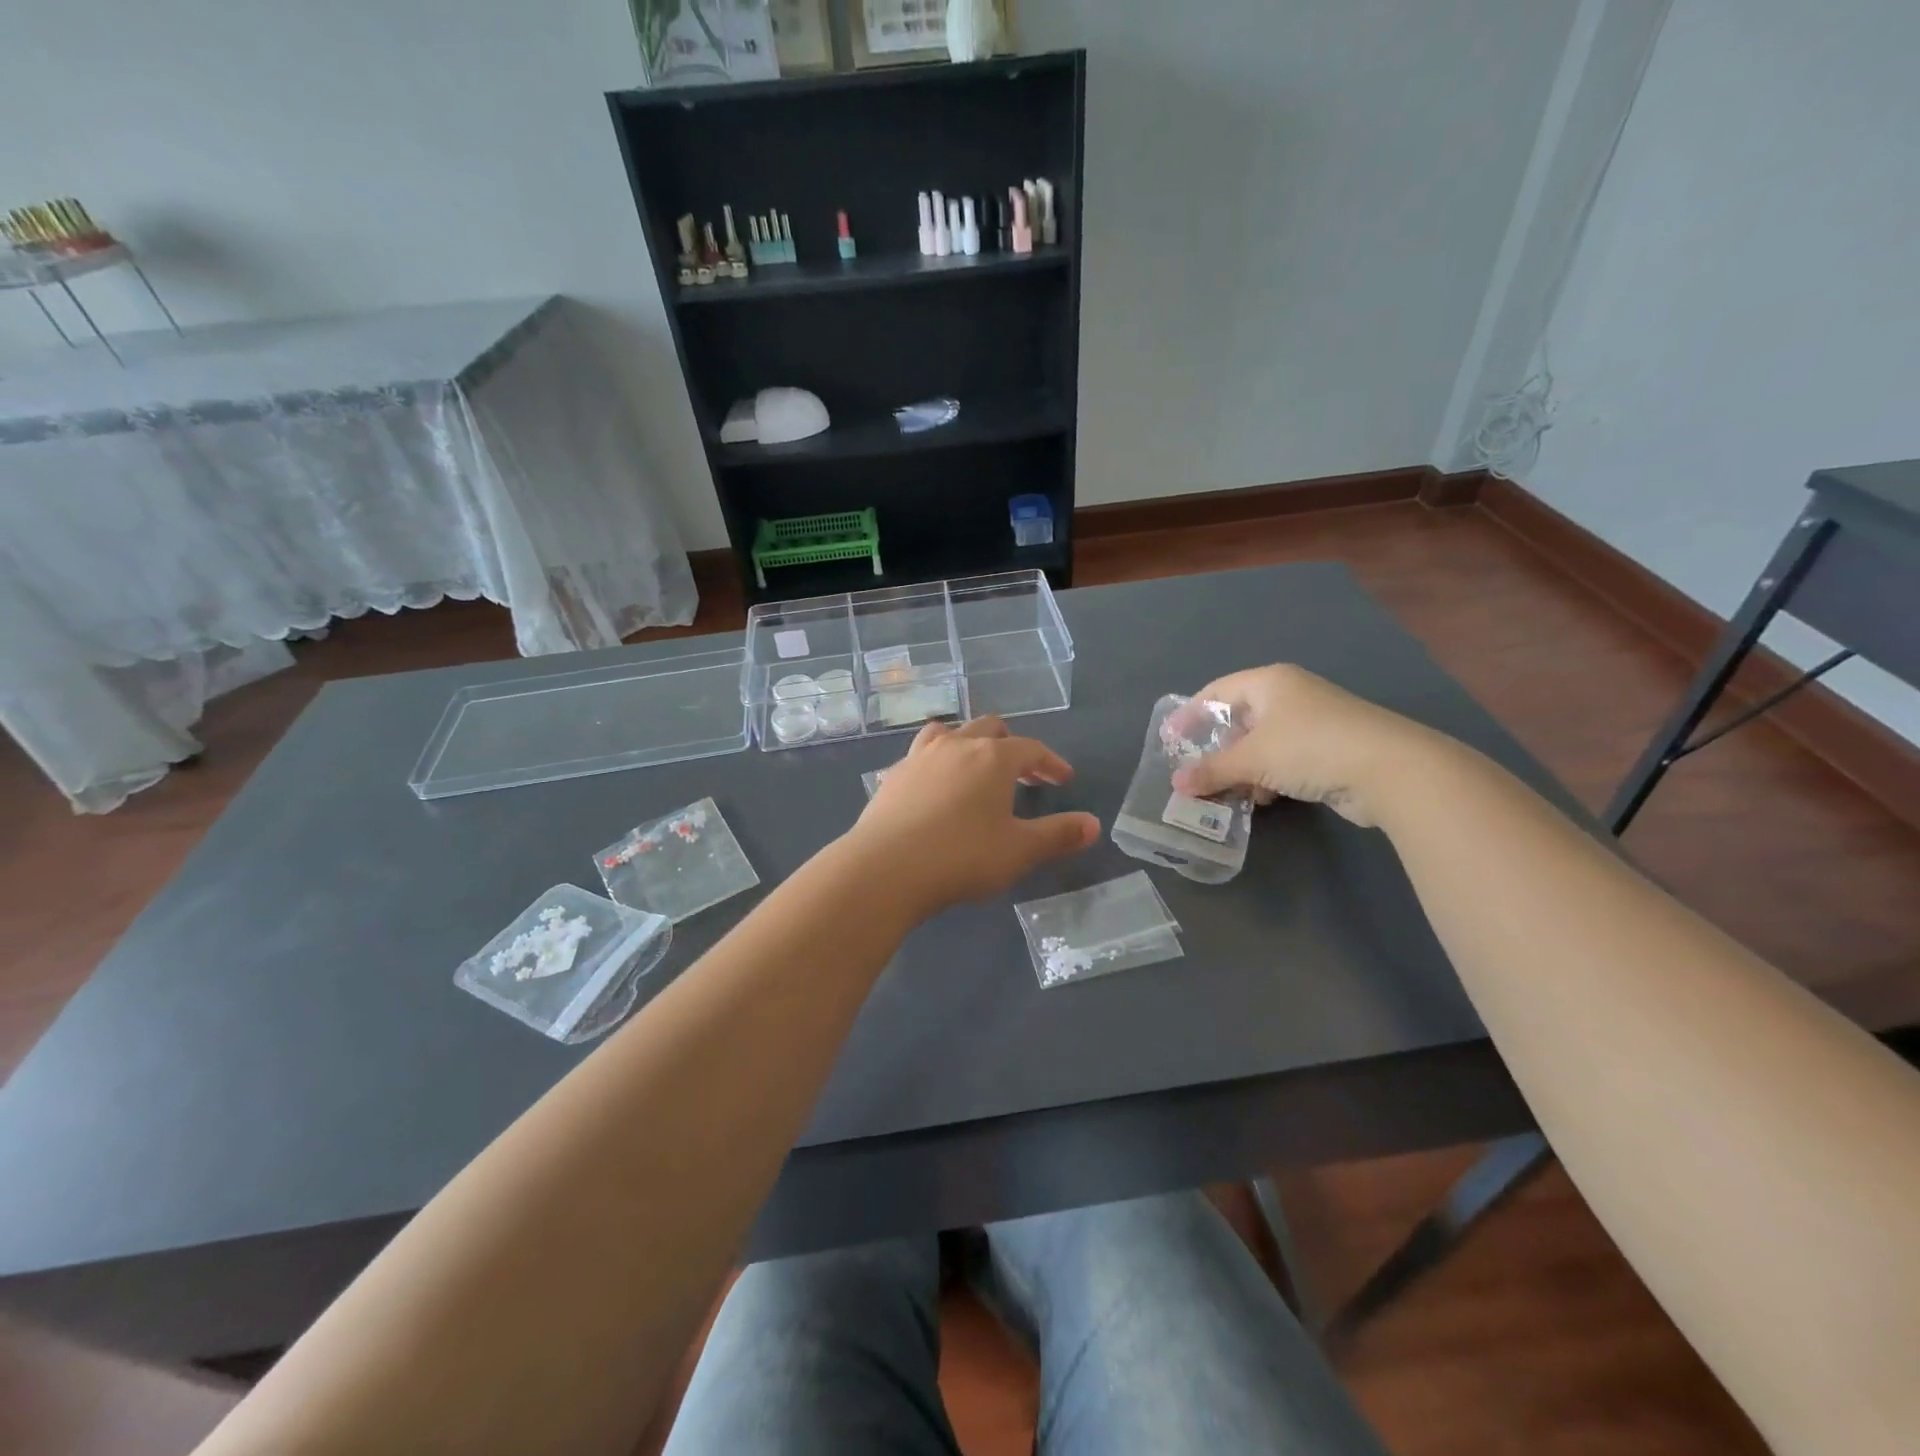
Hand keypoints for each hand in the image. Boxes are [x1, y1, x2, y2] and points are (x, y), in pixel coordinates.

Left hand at [846, 717, 1099, 914]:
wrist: (886, 868)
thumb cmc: (962, 856)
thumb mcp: (1019, 850)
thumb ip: (1058, 835)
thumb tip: (1094, 825)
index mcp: (992, 757)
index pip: (1031, 748)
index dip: (1051, 762)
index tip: (1063, 778)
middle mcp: (956, 745)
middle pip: (989, 728)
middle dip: (1011, 746)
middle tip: (1023, 773)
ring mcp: (919, 757)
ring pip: (950, 733)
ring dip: (969, 744)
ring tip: (976, 768)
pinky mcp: (893, 775)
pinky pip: (922, 755)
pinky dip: (938, 762)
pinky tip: (937, 788)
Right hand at [1168, 665, 1443, 827]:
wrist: (1391, 769)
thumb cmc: (1310, 747)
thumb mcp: (1252, 759)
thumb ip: (1212, 770)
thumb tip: (1176, 784)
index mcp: (1269, 682)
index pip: (1216, 691)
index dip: (1190, 714)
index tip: (1169, 740)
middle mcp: (1290, 695)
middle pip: (1239, 719)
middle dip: (1219, 750)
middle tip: (1199, 773)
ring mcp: (1313, 721)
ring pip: (1262, 743)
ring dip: (1243, 769)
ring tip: (1232, 793)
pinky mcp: (1330, 748)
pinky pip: (1285, 759)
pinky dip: (1269, 776)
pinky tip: (1266, 798)